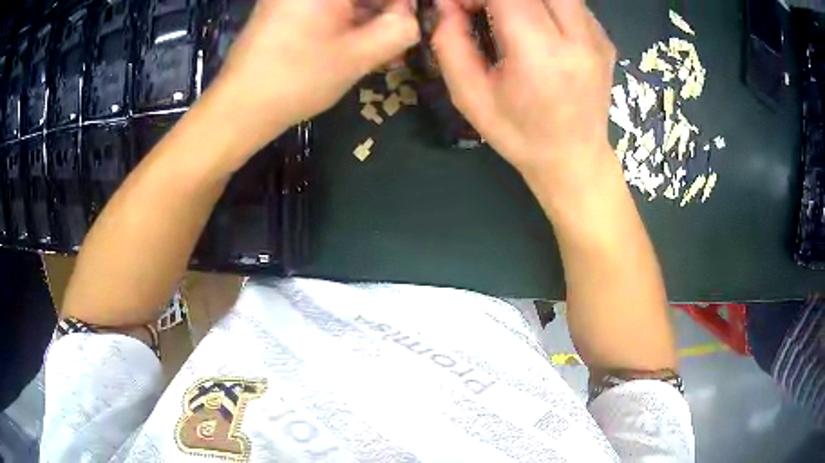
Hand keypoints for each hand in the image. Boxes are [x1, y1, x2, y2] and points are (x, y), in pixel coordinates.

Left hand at [208, 0, 419, 153]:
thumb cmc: (297, 79)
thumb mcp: (359, 55)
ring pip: (346, 0)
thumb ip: (401, 28)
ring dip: (369, 13)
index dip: (402, 3)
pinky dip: (348, 17)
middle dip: (387, 7)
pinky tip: (360, 39)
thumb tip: (413, 14)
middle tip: (402, 31)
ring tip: (385, 41)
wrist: (240, 107)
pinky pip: (327, 5)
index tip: (413, 19)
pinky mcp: (285, 5)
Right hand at [432, 0, 615, 178]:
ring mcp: (597, 37)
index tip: (460, 8)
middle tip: (484, 10)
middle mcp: (578, 39)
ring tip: (508, 18)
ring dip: (525, 0)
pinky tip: (537, 28)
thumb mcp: (470, 97)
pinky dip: (546, 5)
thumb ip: (450, 43)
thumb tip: (446, 5)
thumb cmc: (519, 135)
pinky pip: (572, 4)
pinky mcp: (605, 40)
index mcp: (541, 55)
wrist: (575, 159)